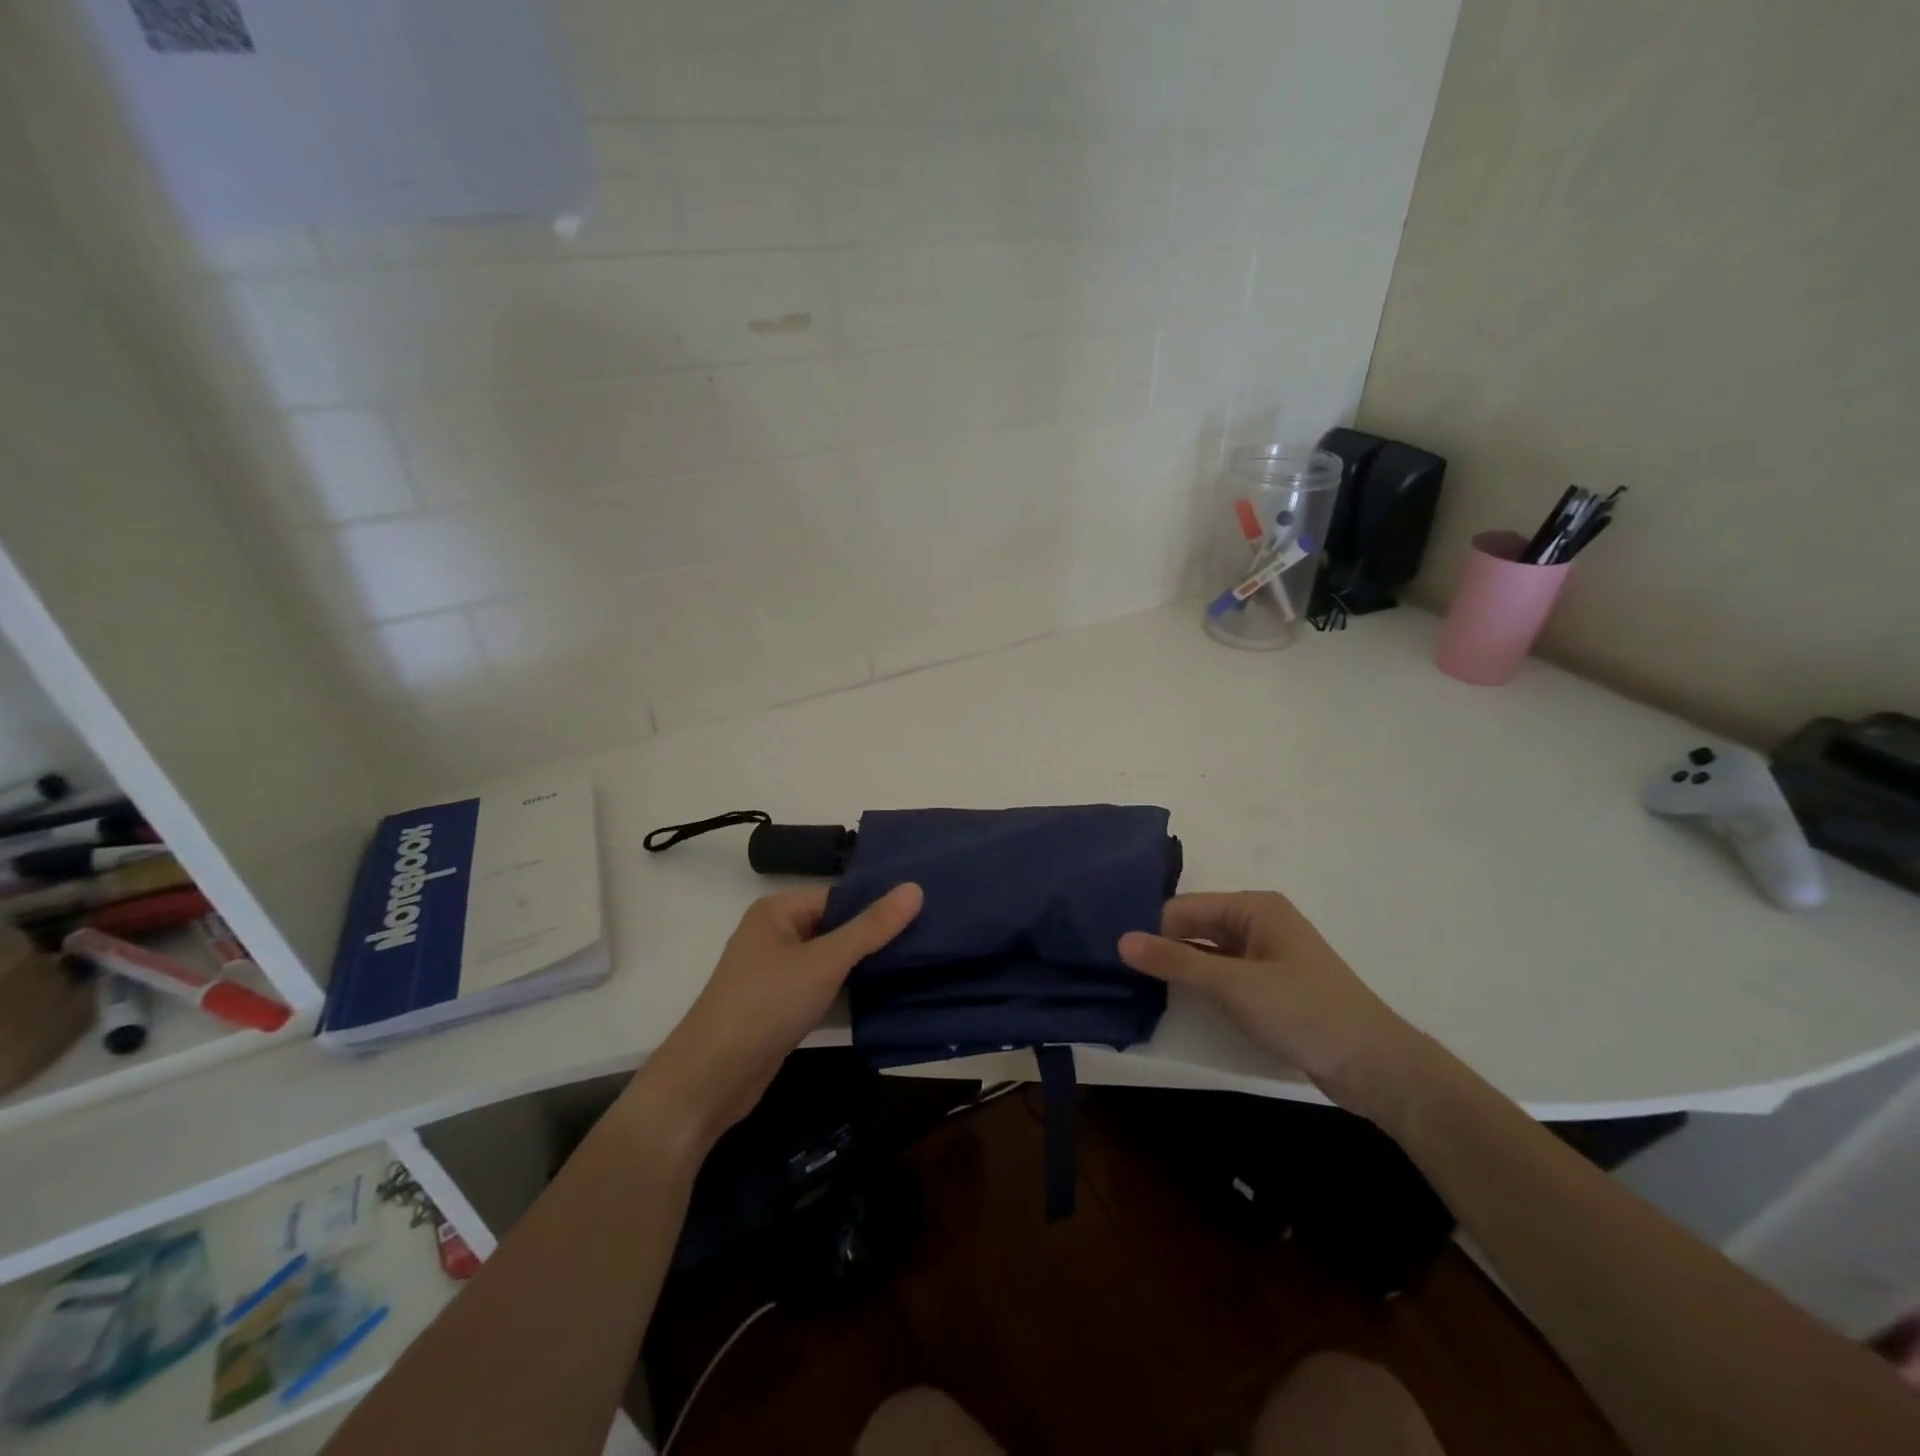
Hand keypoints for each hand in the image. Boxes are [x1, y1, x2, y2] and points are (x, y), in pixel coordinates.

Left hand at [623, 884, 922, 1154]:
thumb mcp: (825, 961)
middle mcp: (774, 935)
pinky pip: (821, 987)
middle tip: (928, 938)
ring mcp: (775, 973)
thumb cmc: (766, 1004)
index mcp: (777, 911)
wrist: (711, 1078)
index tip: (924, 911)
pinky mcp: (780, 1006)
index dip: (876, 904)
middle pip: (835, 927)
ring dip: (863, 966)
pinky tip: (885, 994)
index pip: (838, 896)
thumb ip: (871, 928)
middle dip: (874, 936)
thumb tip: (915, 888)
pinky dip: (847, 990)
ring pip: (830, 960)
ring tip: (917, 962)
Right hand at [1119, 891, 1423, 1118]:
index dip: (1153, 930)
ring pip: (1207, 953)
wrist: (1375, 1066)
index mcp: (1254, 907)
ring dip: (1179, 968)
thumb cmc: (1305, 1011)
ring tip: (1134, 986)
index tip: (1118, 957)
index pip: (1185, 908)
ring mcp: (1265, 956)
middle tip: (1118, 971)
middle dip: (1162, 947)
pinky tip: (1172, 1000)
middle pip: (1195, 927)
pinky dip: (1200, 985)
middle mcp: (1258, 923)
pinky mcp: (1269, 987)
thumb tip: (1121, 940)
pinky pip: (1222, 976)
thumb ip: (1176, 961)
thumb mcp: (1234, 984)